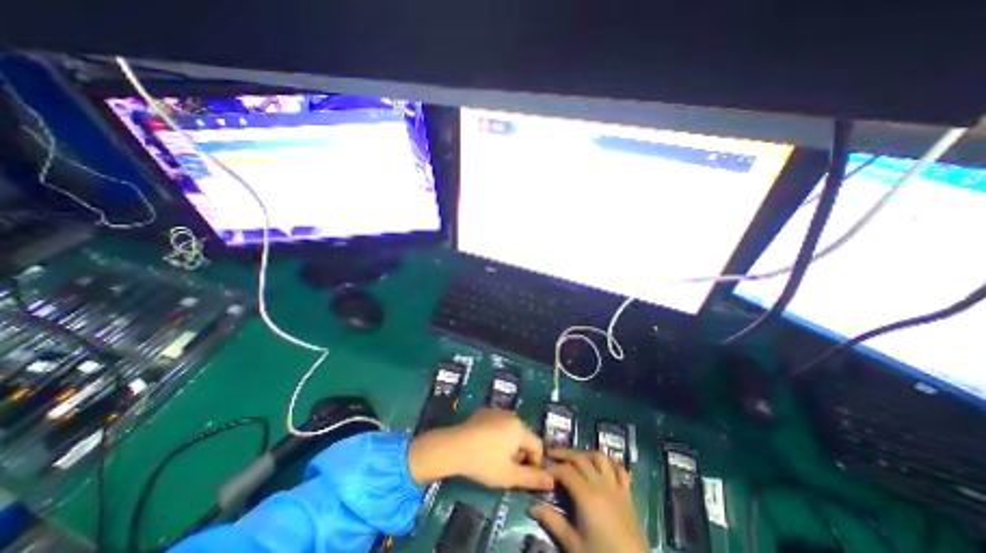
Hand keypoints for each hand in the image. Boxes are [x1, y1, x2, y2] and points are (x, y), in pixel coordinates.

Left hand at [404, 409, 551, 489]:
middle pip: (524, 436)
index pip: (537, 445)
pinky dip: (497, 435)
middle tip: (508, 469)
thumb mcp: (509, 475)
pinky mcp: (484, 412)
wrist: (454, 446)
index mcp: (519, 428)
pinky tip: (485, 446)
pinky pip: (498, 424)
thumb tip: (552, 481)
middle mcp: (511, 415)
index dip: (535, 463)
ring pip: (511, 430)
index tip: (523, 476)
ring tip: (495, 459)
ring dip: (509, 444)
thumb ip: (532, 478)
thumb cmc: (484, 462)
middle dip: (520, 453)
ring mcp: (496, 411)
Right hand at [527, 449, 652, 551]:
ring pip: (600, 457)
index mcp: (587, 496)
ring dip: (585, 453)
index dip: (551, 467)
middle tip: (550, 453)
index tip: (541, 467)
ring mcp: (616, 487)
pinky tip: (600, 466)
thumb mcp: (574, 545)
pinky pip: (619, 469)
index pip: (565, 471)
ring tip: (574, 458)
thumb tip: (531, 507)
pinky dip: (608, 463)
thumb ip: (553, 522)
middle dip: (563, 453)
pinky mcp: (628, 494)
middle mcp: (601, 484)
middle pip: (580, 458)